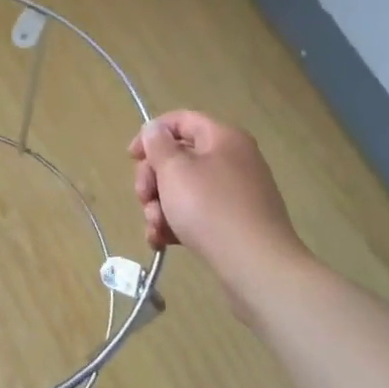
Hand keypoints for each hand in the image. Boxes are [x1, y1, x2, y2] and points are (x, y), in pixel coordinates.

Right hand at [129, 110, 303, 316]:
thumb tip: (155, 130)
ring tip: (155, 228)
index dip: (151, 134)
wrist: (257, 267)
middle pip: (180, 157)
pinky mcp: (235, 223)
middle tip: (143, 199)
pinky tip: (162, 241)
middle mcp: (233, 160)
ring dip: (160, 206)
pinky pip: (198, 213)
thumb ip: (158, 145)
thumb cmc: (210, 209)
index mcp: (223, 138)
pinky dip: (177, 223)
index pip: (181, 120)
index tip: (131, 158)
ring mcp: (236, 193)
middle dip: (153, 179)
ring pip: (184, 189)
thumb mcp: (175, 170)